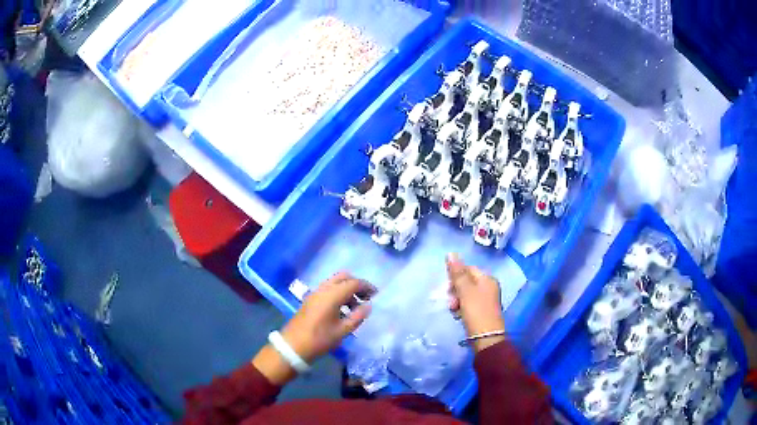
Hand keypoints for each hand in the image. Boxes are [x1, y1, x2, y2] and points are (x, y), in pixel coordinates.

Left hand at [253, 273, 373, 385]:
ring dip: (347, 289)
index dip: (367, 287)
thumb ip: (357, 317)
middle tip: (366, 297)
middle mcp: (323, 289)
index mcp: (332, 295)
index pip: (353, 283)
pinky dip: (338, 293)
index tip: (376, 295)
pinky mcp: (310, 299)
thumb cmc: (319, 339)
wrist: (293, 346)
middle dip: (356, 284)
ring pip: (334, 282)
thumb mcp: (342, 331)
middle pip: (343, 277)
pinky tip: (342, 309)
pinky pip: (327, 289)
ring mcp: (315, 293)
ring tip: (356, 306)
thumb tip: (368, 306)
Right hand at [446, 254, 505, 352]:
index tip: (447, 288)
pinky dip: (462, 307)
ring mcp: (487, 300)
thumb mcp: (465, 290)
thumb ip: (457, 273)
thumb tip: (451, 253)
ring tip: (453, 310)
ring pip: (467, 294)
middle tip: (450, 301)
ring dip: (457, 300)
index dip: (456, 276)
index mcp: (487, 279)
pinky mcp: (483, 311)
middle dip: (455, 290)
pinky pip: (469, 304)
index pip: (468, 269)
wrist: (486, 337)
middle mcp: (489, 287)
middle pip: (467, 281)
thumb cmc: (476, 311)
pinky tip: (458, 315)